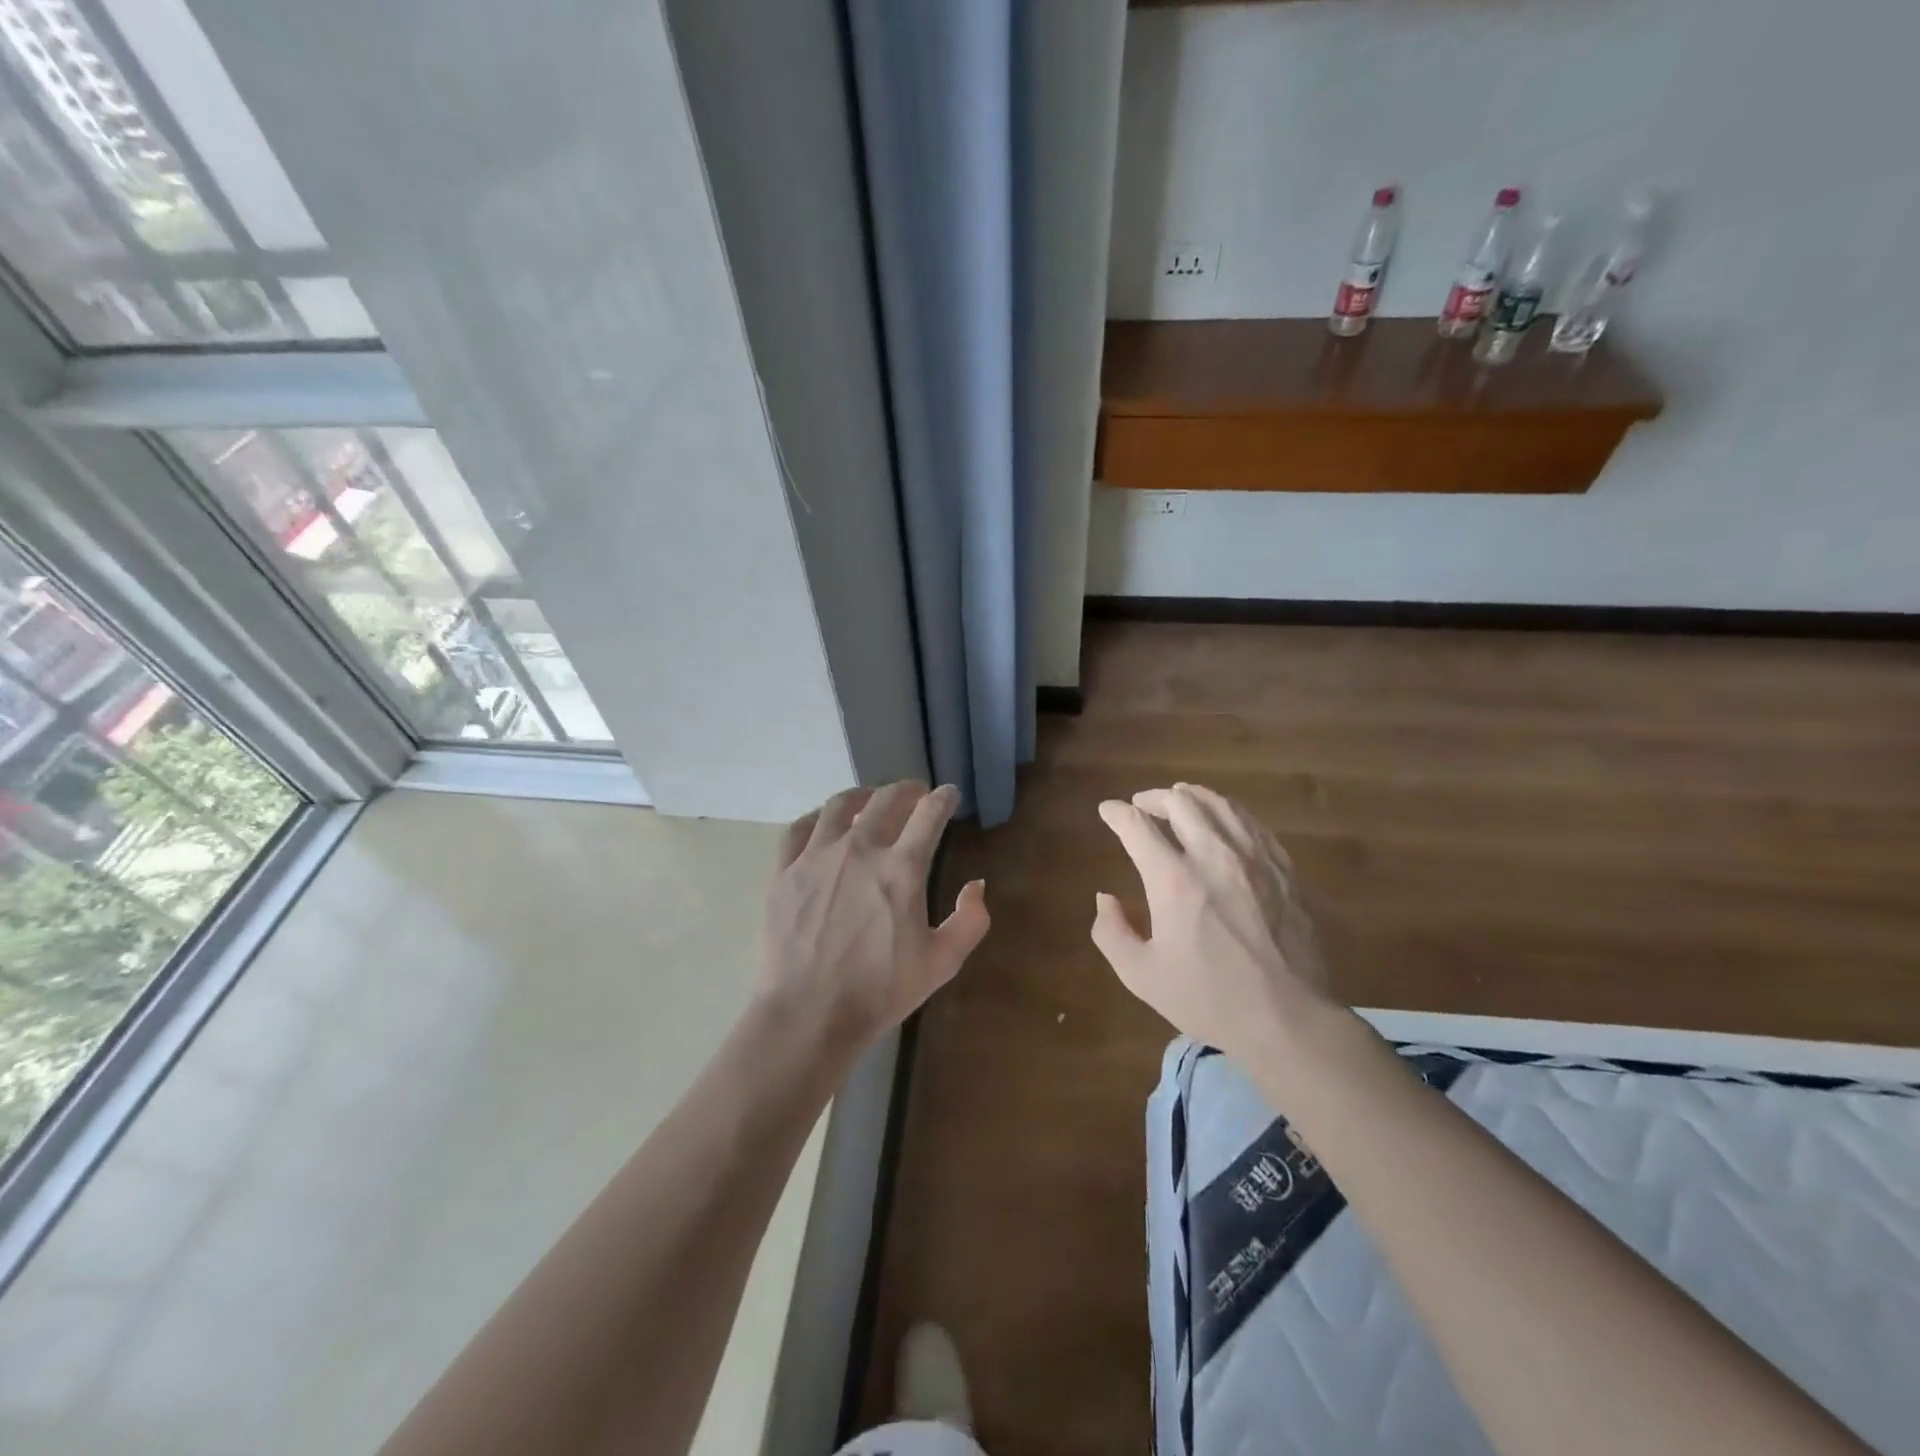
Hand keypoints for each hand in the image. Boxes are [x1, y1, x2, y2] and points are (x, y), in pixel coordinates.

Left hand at [757, 782, 989, 1062]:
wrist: (807, 1015)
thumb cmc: (879, 992)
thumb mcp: (941, 963)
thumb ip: (970, 921)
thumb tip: (976, 885)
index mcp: (902, 868)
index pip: (929, 815)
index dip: (943, 799)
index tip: (948, 794)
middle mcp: (860, 850)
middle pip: (885, 800)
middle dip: (906, 790)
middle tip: (914, 794)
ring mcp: (817, 857)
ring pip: (840, 805)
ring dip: (862, 796)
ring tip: (870, 801)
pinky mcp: (784, 872)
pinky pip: (799, 828)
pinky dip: (817, 817)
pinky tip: (824, 823)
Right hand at [1091, 783, 1333, 1065]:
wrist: (1289, 1019)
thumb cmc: (1209, 999)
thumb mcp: (1141, 976)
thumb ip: (1111, 932)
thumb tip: (1106, 897)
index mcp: (1173, 881)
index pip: (1138, 826)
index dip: (1117, 813)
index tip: (1108, 810)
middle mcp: (1213, 856)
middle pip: (1180, 802)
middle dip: (1153, 798)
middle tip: (1142, 806)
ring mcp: (1254, 859)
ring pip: (1220, 804)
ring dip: (1192, 797)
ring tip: (1179, 800)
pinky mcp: (1283, 868)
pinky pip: (1251, 823)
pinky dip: (1228, 812)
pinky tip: (1223, 821)